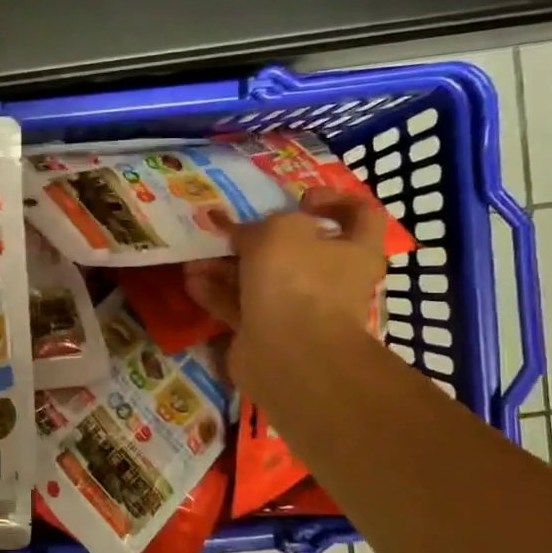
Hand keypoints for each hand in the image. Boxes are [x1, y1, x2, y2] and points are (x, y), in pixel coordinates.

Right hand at [182, 187, 386, 407]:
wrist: (290, 354)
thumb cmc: (298, 280)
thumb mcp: (281, 230)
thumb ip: (260, 224)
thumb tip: (243, 232)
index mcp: (353, 250)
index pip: (359, 215)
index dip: (333, 200)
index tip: (300, 198)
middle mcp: (330, 280)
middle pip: (296, 250)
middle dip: (256, 238)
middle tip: (226, 228)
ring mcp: (298, 309)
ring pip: (260, 279)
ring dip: (227, 266)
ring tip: (196, 256)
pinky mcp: (266, 333)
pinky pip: (239, 307)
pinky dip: (217, 294)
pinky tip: (192, 282)